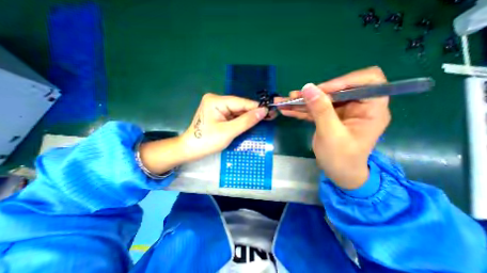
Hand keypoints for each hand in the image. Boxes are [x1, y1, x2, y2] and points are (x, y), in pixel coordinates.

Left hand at [181, 92, 269, 159]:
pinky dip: (241, 120)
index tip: (270, 111)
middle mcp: (216, 100)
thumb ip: (246, 121)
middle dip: (253, 113)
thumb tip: (263, 111)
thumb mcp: (229, 131)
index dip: (256, 107)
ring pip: (237, 111)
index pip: (241, 102)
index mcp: (216, 101)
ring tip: (263, 120)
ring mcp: (217, 107)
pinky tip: (250, 123)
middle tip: (269, 117)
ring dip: (248, 117)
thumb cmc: (207, 141)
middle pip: (239, 106)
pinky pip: (233, 116)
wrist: (191, 150)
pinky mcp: (218, 114)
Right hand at [280, 66, 390, 188]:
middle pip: (337, 90)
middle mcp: (357, 106)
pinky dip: (300, 110)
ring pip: (322, 100)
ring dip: (303, 101)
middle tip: (295, 96)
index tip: (320, 90)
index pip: (366, 81)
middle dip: (314, 93)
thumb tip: (308, 87)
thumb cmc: (341, 158)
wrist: (338, 173)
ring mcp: (341, 112)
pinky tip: (286, 110)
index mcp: (371, 109)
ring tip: (284, 102)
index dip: (343, 81)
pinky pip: (314, 110)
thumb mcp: (331, 134)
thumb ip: (321, 110)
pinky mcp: (328, 118)